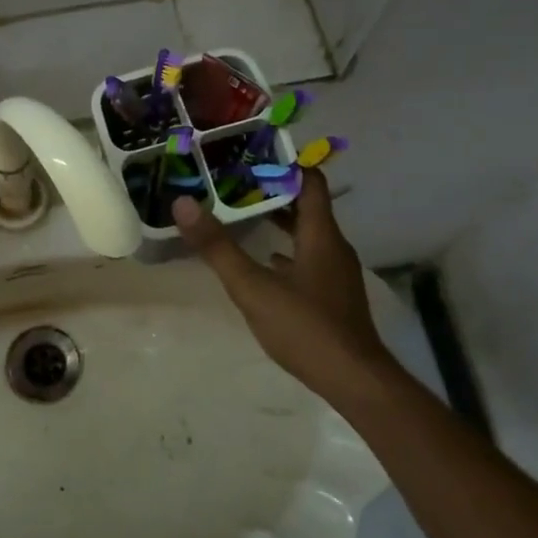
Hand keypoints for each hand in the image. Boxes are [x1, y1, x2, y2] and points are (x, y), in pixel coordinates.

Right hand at [170, 168, 392, 391]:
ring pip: (307, 233)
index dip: (284, 165)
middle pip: (307, 206)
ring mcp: (335, 273)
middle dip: (274, 191)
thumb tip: (183, 204)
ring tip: (243, 214)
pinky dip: (286, 250)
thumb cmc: (305, 327)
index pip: (310, 182)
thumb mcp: (252, 287)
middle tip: (236, 182)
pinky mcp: (332, 296)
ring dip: (279, 221)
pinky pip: (308, 259)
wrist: (355, 381)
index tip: (251, 156)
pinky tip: (265, 262)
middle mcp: (333, 247)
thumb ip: (217, 247)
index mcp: (320, 235)